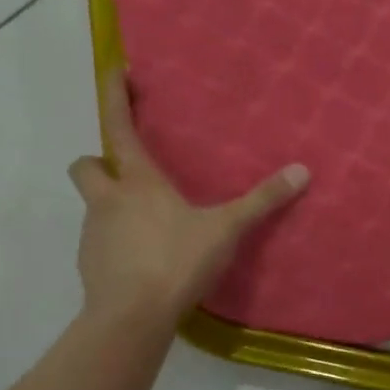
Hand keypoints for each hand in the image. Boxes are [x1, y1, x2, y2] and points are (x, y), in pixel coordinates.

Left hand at [69, 73, 307, 323]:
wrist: (131, 318)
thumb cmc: (175, 261)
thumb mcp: (225, 230)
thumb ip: (262, 201)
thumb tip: (302, 170)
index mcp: (138, 182)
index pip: (118, 127)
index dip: (114, 97)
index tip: (116, 71)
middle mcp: (108, 201)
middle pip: (86, 166)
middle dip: (100, 162)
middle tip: (128, 173)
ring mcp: (93, 234)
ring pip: (94, 206)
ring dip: (113, 205)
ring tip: (149, 223)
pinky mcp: (90, 265)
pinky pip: (100, 241)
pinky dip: (117, 241)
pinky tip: (143, 259)